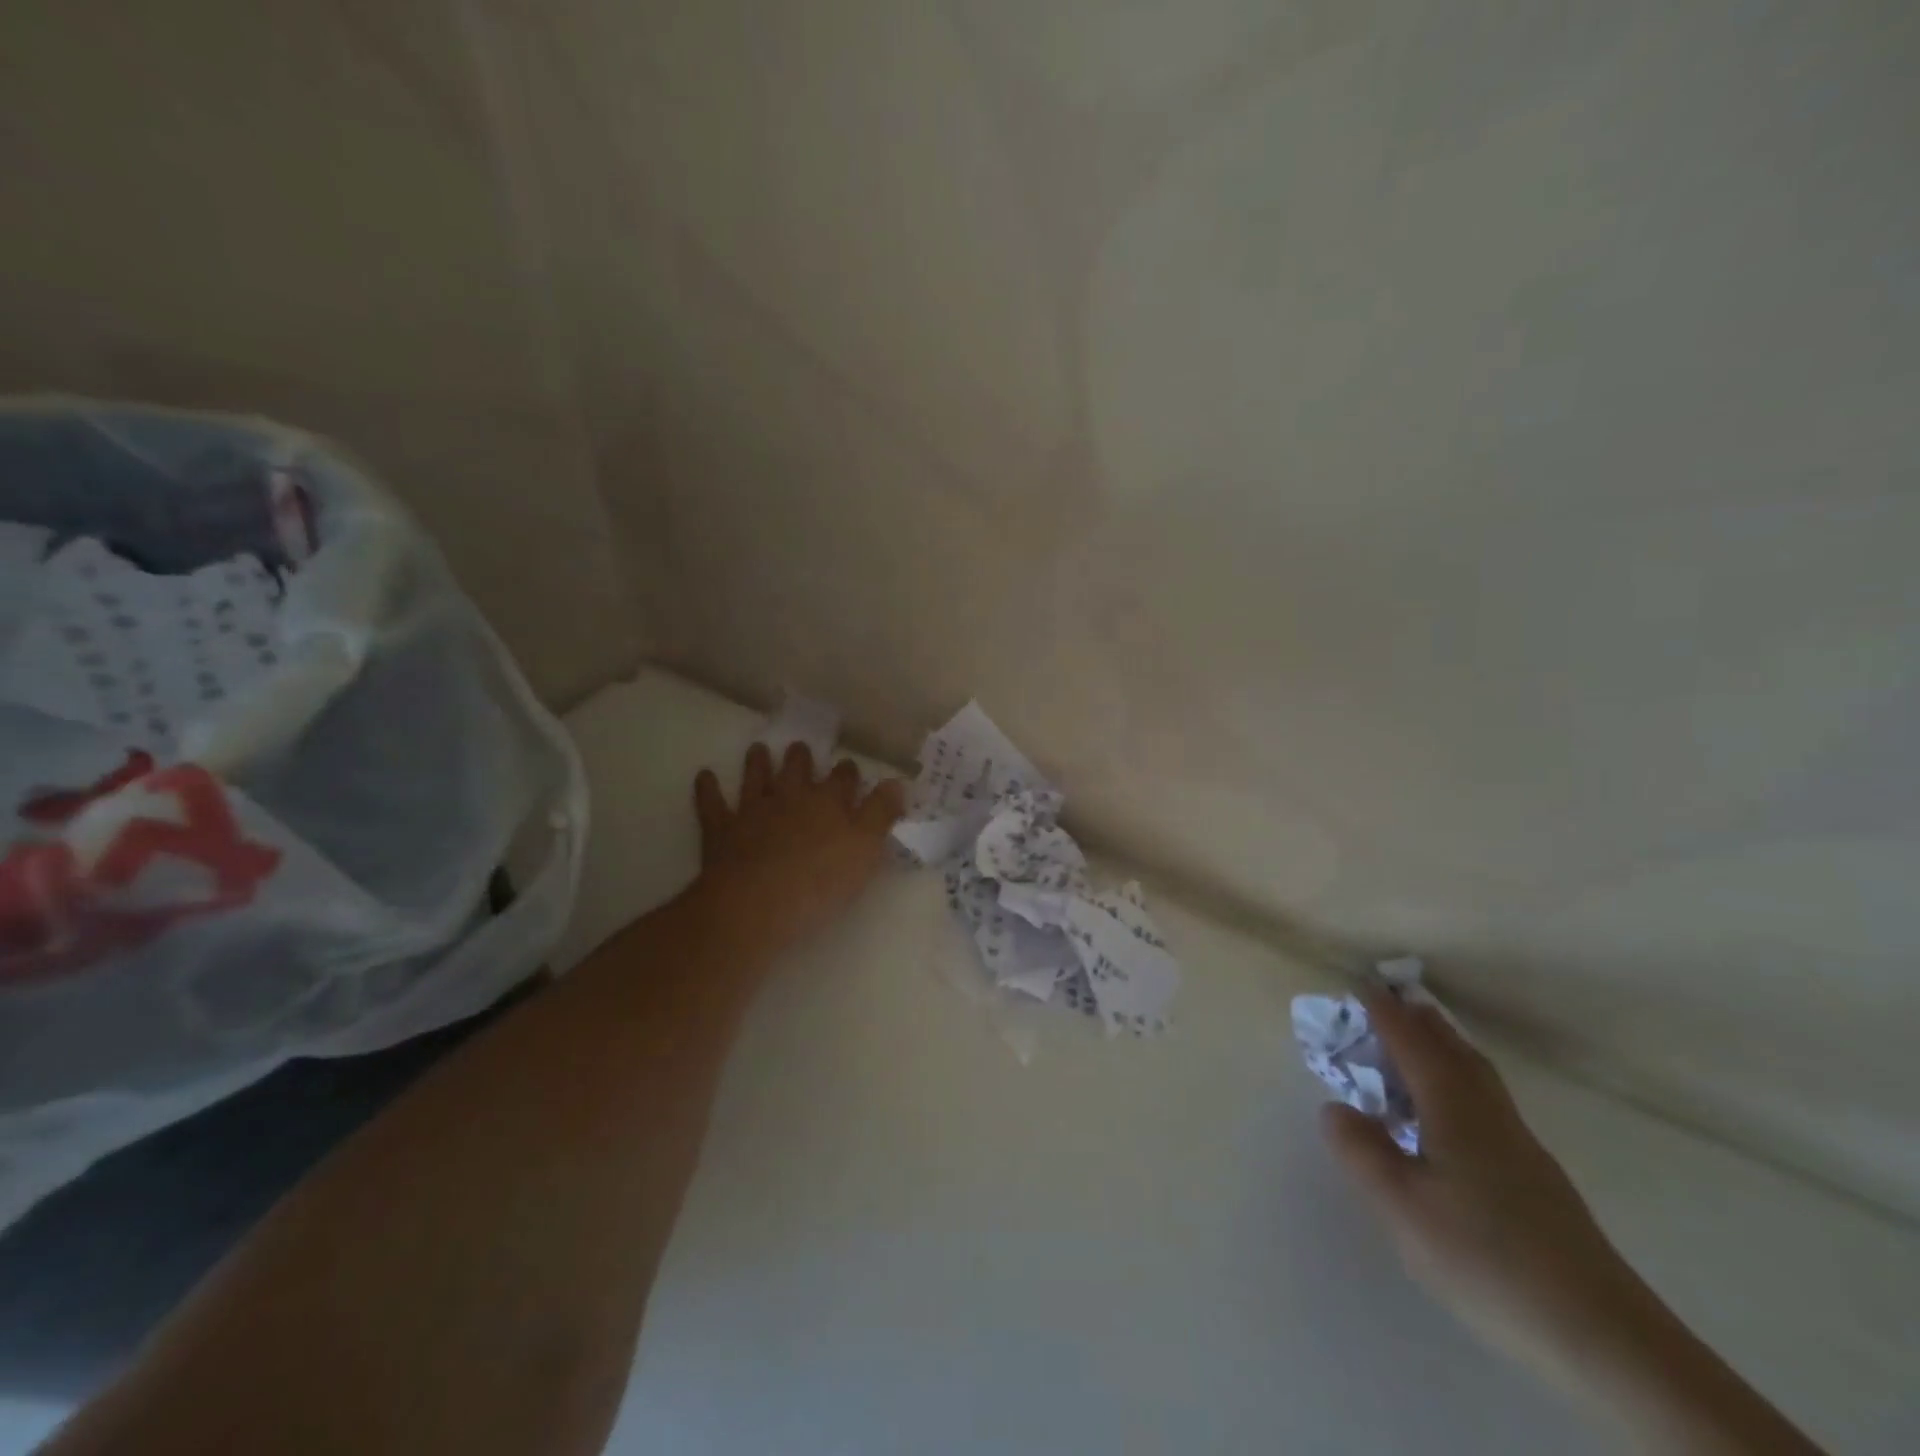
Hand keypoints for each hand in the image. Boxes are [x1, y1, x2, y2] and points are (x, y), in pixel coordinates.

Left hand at [691, 742, 904, 953]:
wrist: (756, 903)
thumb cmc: (820, 881)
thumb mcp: (866, 850)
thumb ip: (881, 814)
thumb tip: (896, 782)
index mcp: (828, 802)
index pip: (843, 779)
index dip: (847, 773)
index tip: (849, 768)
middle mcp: (790, 798)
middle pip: (797, 770)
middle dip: (801, 758)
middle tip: (800, 748)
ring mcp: (753, 811)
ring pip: (756, 779)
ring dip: (757, 763)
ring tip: (758, 749)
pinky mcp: (721, 830)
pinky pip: (712, 804)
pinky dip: (708, 789)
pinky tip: (705, 776)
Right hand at [1321, 988, 1647, 1393]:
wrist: (1603, 1336)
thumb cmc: (1485, 1257)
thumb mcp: (1401, 1206)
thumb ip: (1362, 1151)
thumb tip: (1335, 1107)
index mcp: (1453, 1107)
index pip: (1412, 1043)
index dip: (1384, 1013)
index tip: (1361, 984)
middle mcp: (1488, 1113)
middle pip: (1453, 1050)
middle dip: (1420, 1022)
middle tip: (1390, 1003)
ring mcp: (1519, 1145)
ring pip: (1476, 1076)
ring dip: (1444, 1048)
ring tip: (1419, 1045)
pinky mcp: (1536, 1178)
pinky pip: (1486, 1101)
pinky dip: (1459, 1082)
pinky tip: (1450, 1115)